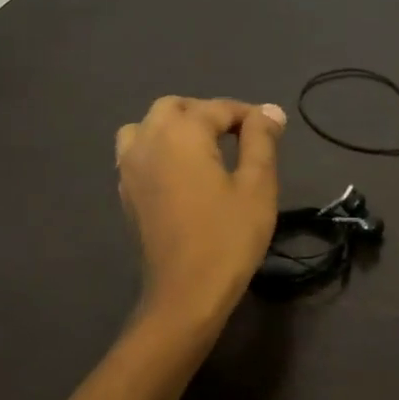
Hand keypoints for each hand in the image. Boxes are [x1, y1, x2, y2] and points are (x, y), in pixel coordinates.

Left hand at [114, 96, 285, 323]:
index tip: (272, 130)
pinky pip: (137, 152)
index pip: (217, 108)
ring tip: (205, 149)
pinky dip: (160, 149)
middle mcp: (148, 140)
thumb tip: (269, 111)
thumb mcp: (257, 185)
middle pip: (175, 107)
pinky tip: (183, 172)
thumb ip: (261, 140)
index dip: (248, 115)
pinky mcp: (126, 192)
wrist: (187, 292)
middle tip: (239, 137)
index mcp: (181, 134)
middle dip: (207, 114)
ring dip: (176, 128)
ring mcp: (130, 167)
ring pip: (148, 127)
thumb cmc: (229, 236)